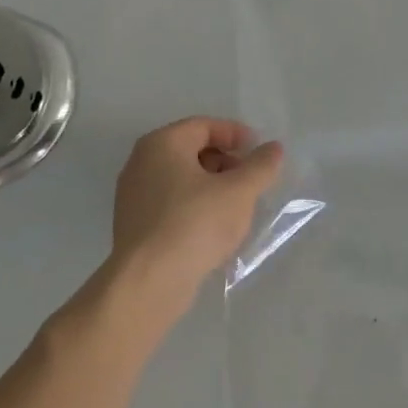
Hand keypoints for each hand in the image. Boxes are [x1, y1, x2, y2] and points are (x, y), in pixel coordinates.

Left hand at [108, 117, 283, 320]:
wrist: (149, 282)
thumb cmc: (195, 223)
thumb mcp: (239, 191)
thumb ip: (260, 166)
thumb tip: (274, 148)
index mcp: (162, 144)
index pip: (204, 126)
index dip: (235, 134)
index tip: (259, 151)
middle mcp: (141, 162)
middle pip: (191, 150)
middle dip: (226, 161)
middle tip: (250, 180)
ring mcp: (133, 195)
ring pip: (182, 179)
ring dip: (213, 186)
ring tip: (237, 206)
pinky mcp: (135, 225)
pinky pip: (171, 203)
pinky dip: (196, 206)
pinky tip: (215, 228)